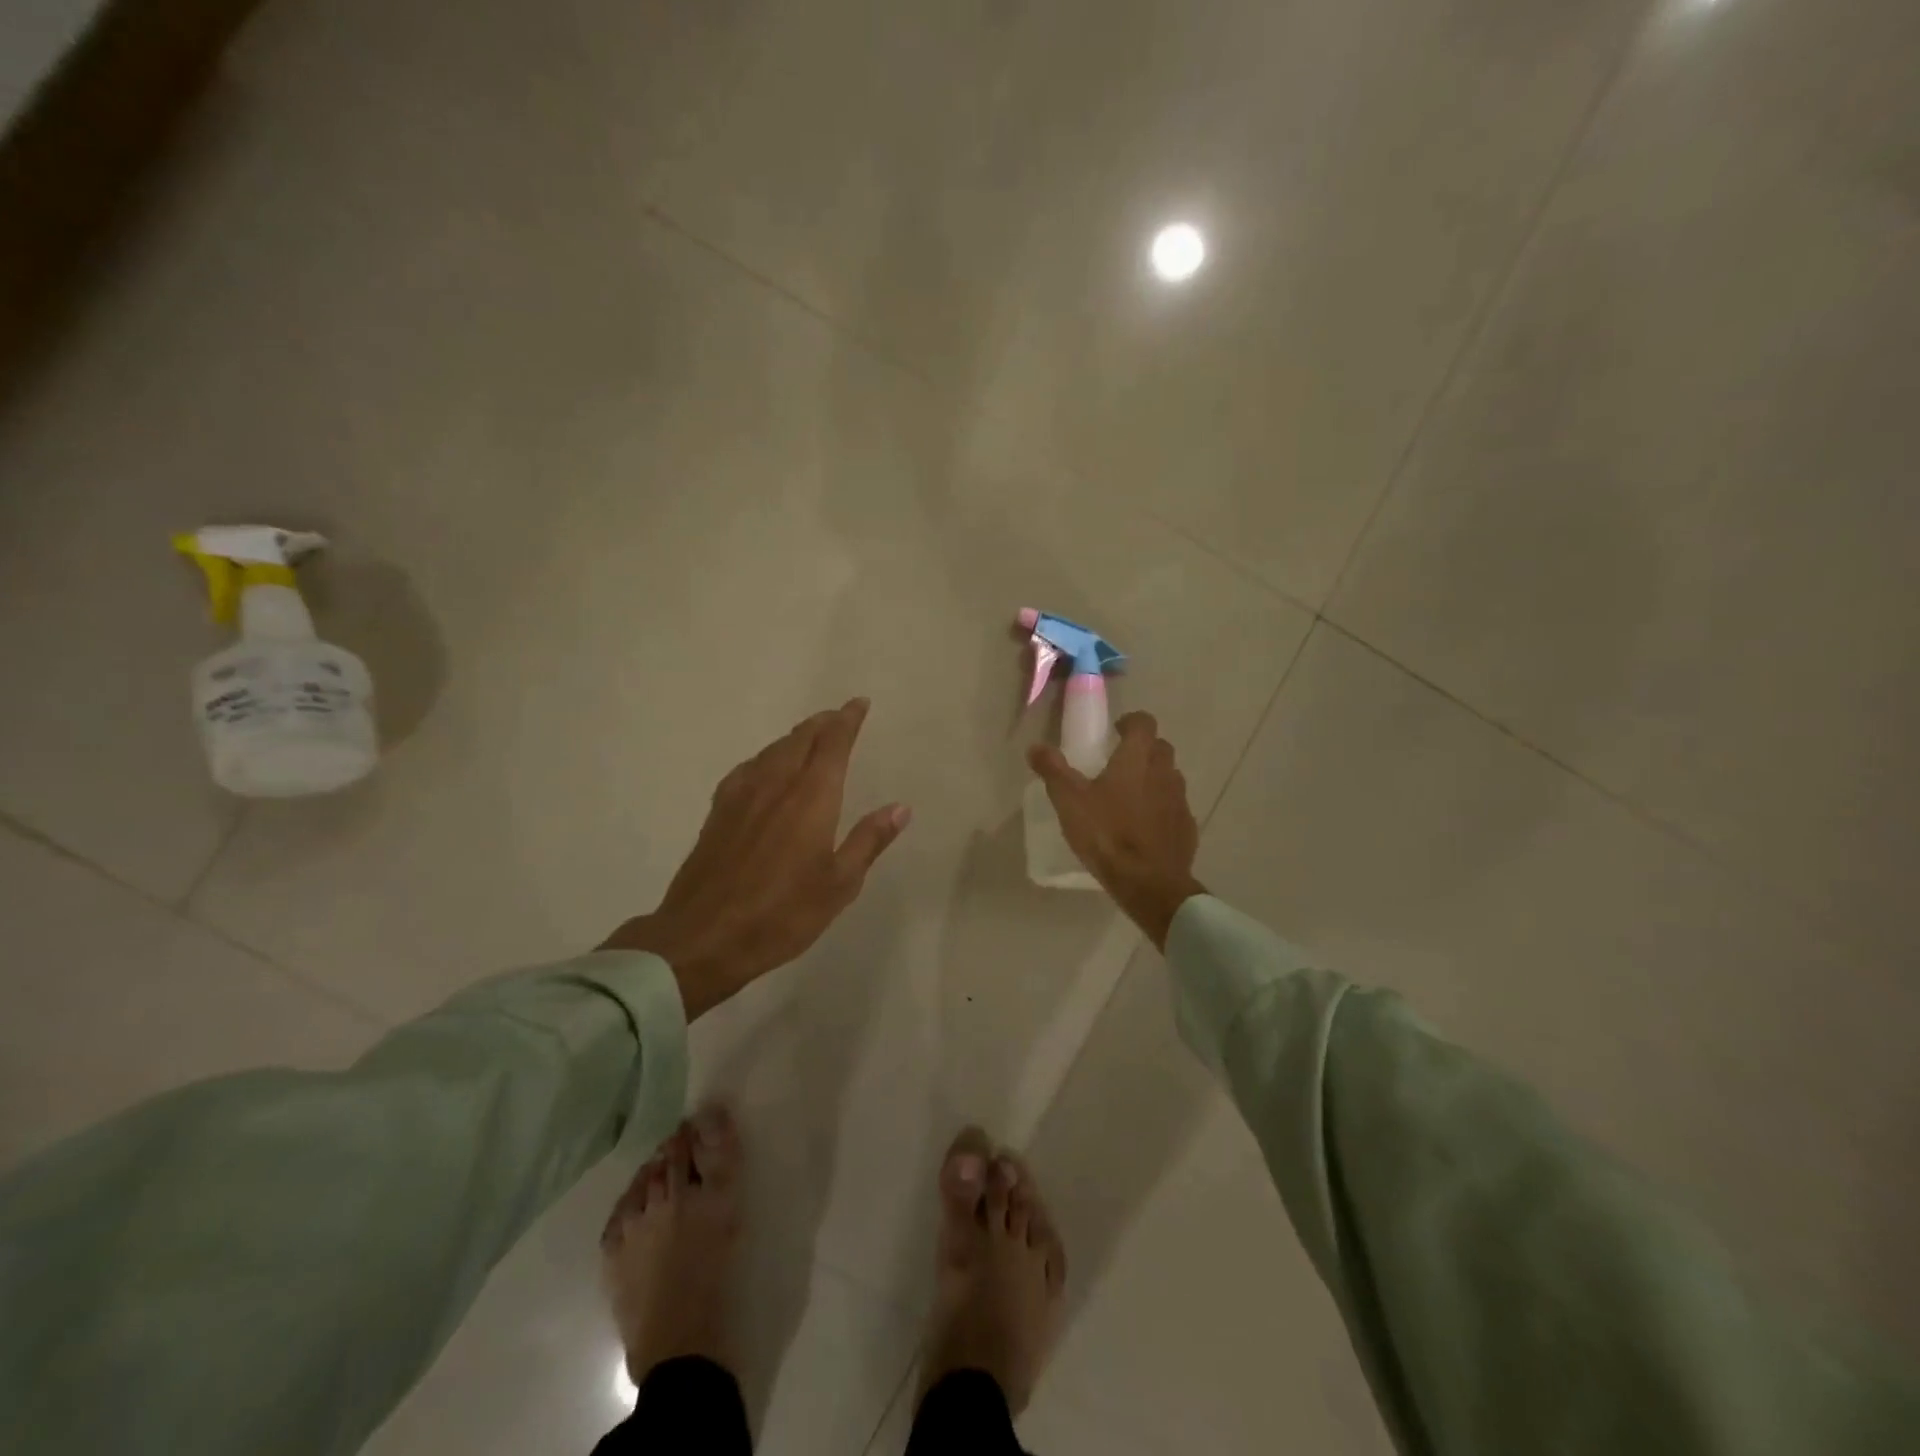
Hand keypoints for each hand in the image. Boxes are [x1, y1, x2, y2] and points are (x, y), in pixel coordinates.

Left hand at [602, 699, 910, 1018]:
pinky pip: (748, 768)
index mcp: (811, 797)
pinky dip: (767, 757)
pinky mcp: (718, 812)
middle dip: (823, 723)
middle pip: (800, 738)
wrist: (703, 937)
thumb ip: (869, 840)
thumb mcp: (839, 884)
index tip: (859, 703)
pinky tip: (765, 770)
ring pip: (773, 750)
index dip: (848, 720)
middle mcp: (776, 784)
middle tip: (839, 717)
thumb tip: (900, 807)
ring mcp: (741, 795)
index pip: (833, 743)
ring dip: (795, 737)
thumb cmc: (782, 914)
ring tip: (809, 737)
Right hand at [1027, 711, 1204, 949]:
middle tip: (1119, 763)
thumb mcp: (1070, 801)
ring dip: (1153, 778)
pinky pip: (1174, 806)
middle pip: (1160, 747)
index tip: (1116, 731)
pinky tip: (1144, 826)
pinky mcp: (1187, 826)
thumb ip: (1053, 770)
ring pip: (1169, 776)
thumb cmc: (1107, 834)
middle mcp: (1164, 772)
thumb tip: (1035, 746)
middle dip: (1142, 749)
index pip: (1144, 722)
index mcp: (1137, 758)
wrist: (1149, 882)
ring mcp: (1180, 800)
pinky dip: (1161, 807)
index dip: (1131, 722)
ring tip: (1130, 796)